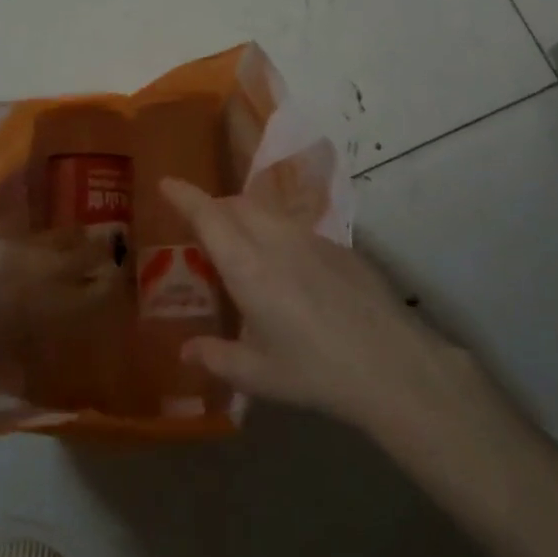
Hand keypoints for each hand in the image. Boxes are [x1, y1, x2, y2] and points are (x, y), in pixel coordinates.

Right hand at [161, 178, 463, 431]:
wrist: (392, 364)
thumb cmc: (315, 372)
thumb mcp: (257, 374)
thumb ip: (216, 358)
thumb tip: (185, 351)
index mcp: (248, 267)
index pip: (209, 216)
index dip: (184, 195)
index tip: (166, 182)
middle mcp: (277, 241)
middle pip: (237, 204)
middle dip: (214, 207)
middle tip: (202, 231)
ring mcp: (312, 239)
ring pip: (267, 212)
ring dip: (245, 217)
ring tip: (241, 248)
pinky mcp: (339, 248)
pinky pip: (295, 227)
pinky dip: (275, 233)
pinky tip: (286, 271)